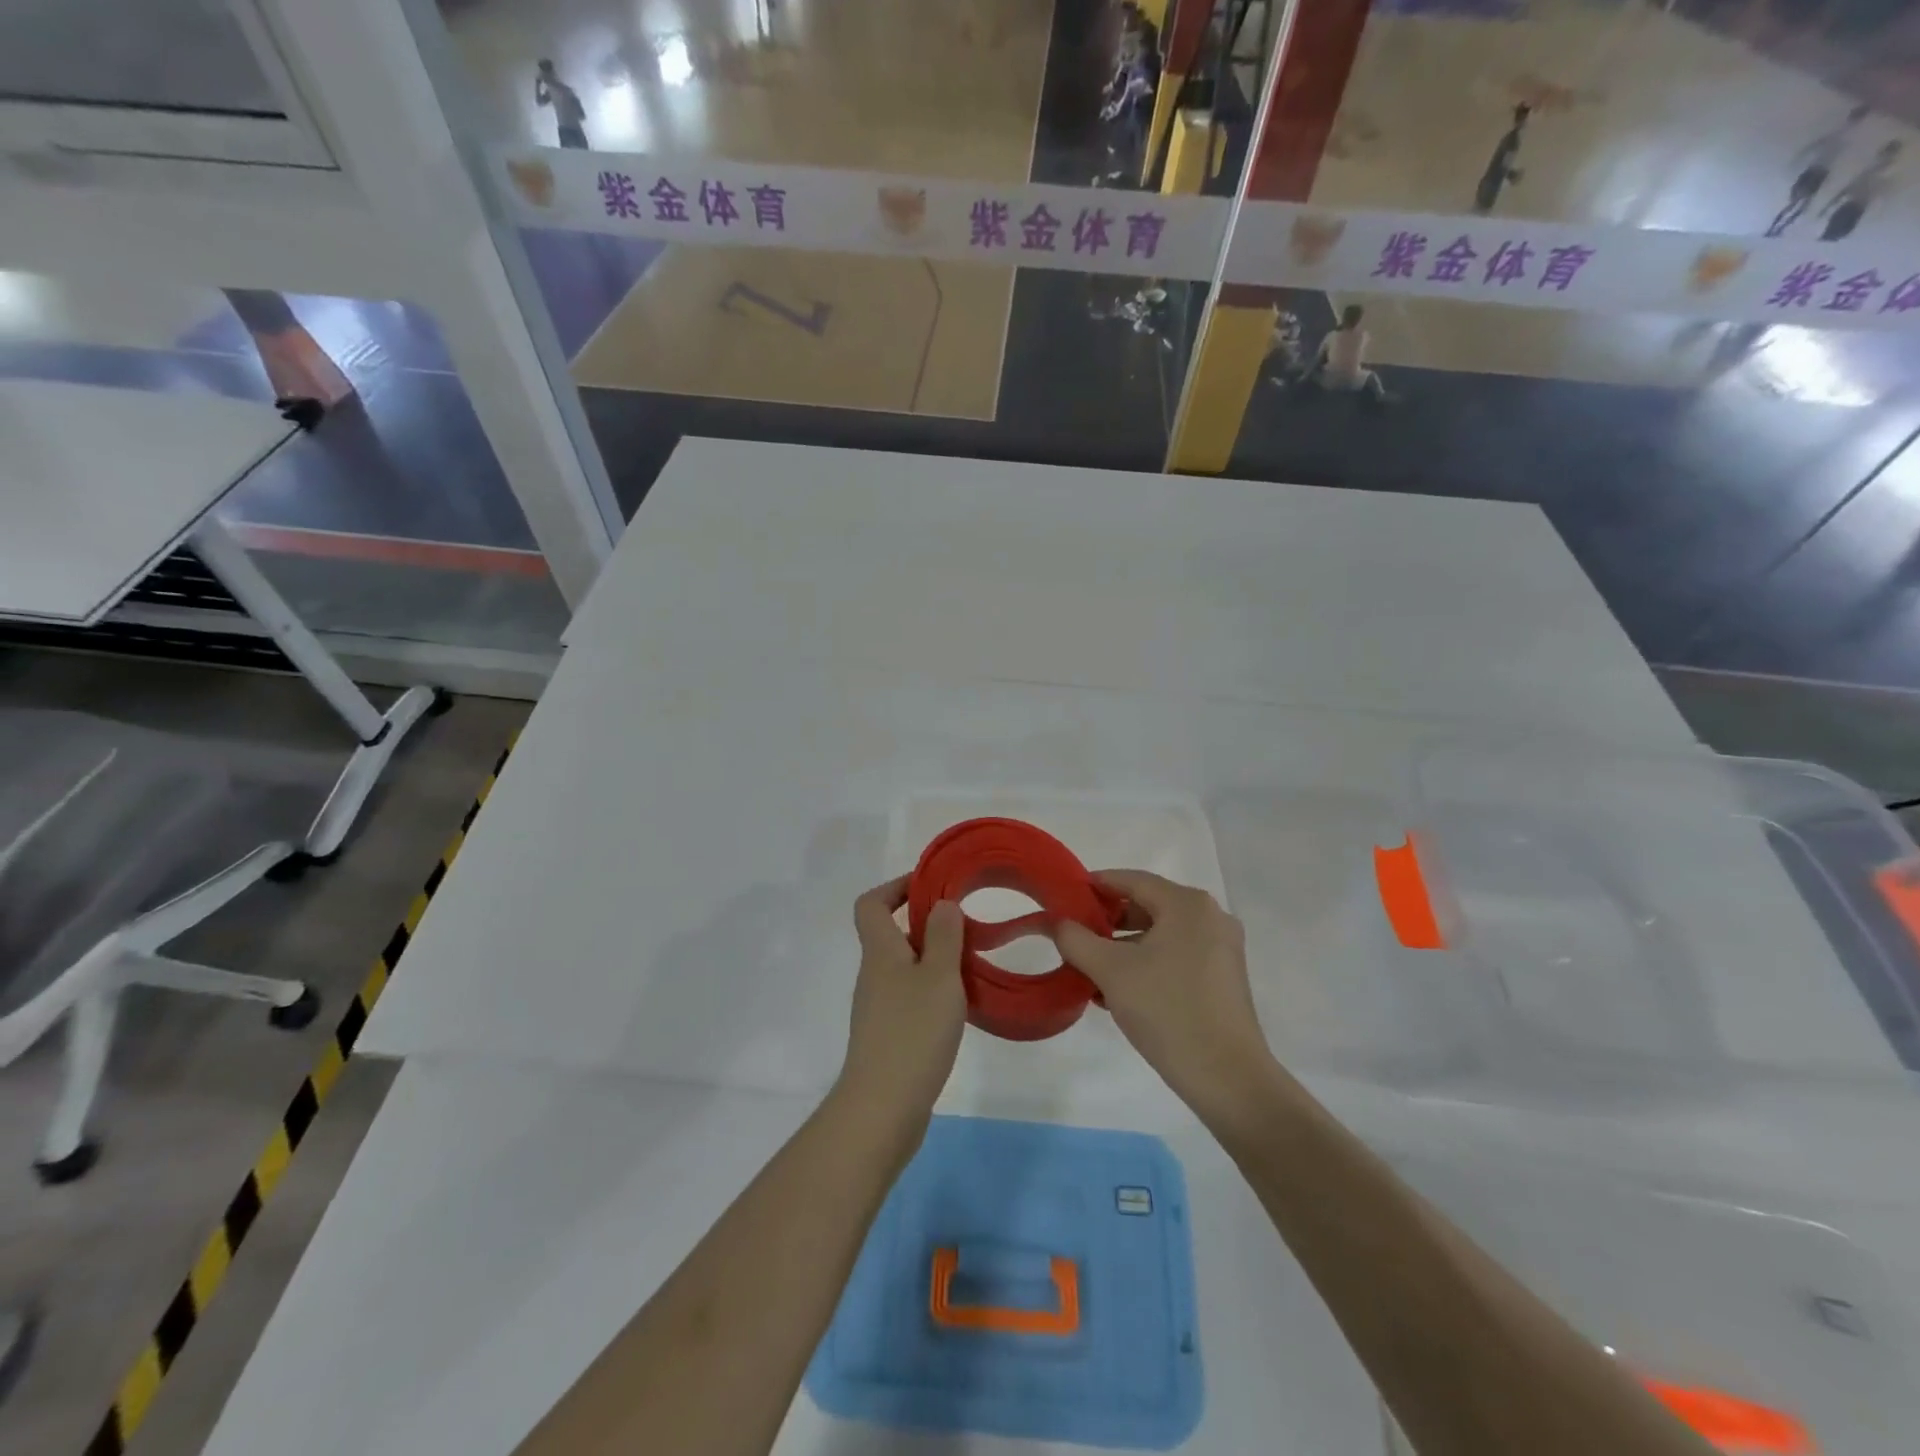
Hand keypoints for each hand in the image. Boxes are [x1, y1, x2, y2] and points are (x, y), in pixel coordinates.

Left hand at [839, 877, 966, 1119]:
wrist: (883, 1107)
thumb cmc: (913, 1032)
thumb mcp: (940, 976)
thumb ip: (944, 936)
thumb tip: (941, 904)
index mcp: (880, 951)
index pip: (872, 903)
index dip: (896, 887)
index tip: (932, 886)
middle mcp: (873, 974)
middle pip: (891, 933)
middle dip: (926, 924)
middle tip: (965, 928)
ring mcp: (878, 1006)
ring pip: (904, 967)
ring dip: (934, 959)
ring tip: (970, 966)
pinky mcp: (887, 1035)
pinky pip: (909, 996)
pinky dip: (932, 990)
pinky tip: (959, 1006)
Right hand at [1054, 870, 1275, 1120]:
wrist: (1227, 1078)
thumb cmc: (1167, 1010)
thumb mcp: (1110, 971)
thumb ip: (1076, 939)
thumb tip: (1058, 922)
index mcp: (1188, 905)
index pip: (1132, 880)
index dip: (1095, 885)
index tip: (1065, 897)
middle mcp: (1210, 918)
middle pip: (1147, 906)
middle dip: (1107, 921)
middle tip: (1073, 936)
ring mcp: (1221, 950)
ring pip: (1160, 936)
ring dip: (1123, 948)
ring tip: (1089, 969)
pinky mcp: (1222, 980)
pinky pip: (1175, 958)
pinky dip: (1146, 965)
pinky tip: (1117, 992)